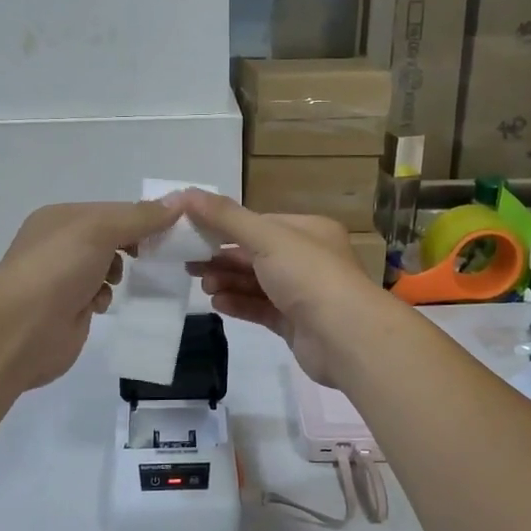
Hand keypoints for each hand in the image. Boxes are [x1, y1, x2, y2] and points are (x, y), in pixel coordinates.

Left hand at [0, 200, 179, 390]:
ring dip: (117, 272)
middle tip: (157, 254)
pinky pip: (99, 294)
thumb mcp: (100, 230)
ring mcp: (63, 277)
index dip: (142, 217)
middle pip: (110, 237)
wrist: (21, 330)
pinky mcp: (69, 308)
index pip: (112, 210)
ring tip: (115, 280)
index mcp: (61, 217)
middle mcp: (60, 244)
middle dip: (132, 245)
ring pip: (106, 266)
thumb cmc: (57, 269)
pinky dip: (105, 297)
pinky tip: (99, 304)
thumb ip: (140, 217)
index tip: (172, 229)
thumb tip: (179, 201)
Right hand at [181, 190, 391, 387]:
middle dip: (222, 258)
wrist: (346, 337)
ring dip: (228, 281)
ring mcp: (303, 294)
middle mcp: (308, 259)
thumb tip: (184, 193)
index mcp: (308, 231)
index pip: (260, 224)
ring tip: (204, 286)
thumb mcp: (266, 237)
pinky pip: (261, 309)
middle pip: (256, 254)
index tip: (192, 232)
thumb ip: (225, 217)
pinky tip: (217, 303)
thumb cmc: (308, 275)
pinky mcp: (296, 324)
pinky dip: (239, 304)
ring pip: (257, 283)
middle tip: (189, 264)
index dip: (225, 227)